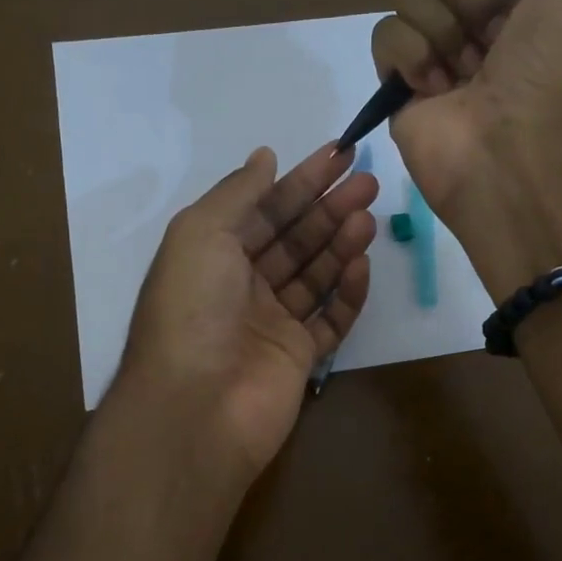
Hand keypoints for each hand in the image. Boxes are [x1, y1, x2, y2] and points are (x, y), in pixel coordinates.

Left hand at [116, 144, 376, 477]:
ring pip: (314, 275)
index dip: (301, 181)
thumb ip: (238, 193)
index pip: (263, 209)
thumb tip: (265, 156)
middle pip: (293, 239)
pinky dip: (348, 293)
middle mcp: (241, 286)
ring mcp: (271, 323)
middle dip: (328, 208)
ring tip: (369, 216)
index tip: (340, 154)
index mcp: (212, 255)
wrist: (196, 406)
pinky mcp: (298, 357)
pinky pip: (330, 319)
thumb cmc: (192, 309)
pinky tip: (363, 265)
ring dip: (341, 243)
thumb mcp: (201, 233)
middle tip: (367, 182)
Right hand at [371, 0, 561, 232]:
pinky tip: (435, 88)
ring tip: (465, 74)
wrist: (509, 149)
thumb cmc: (554, 68)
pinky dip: (410, 57)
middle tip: (493, 39)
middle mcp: (477, 11)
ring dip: (443, 30)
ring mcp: (435, 46)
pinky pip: (385, 34)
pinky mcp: (399, 78)